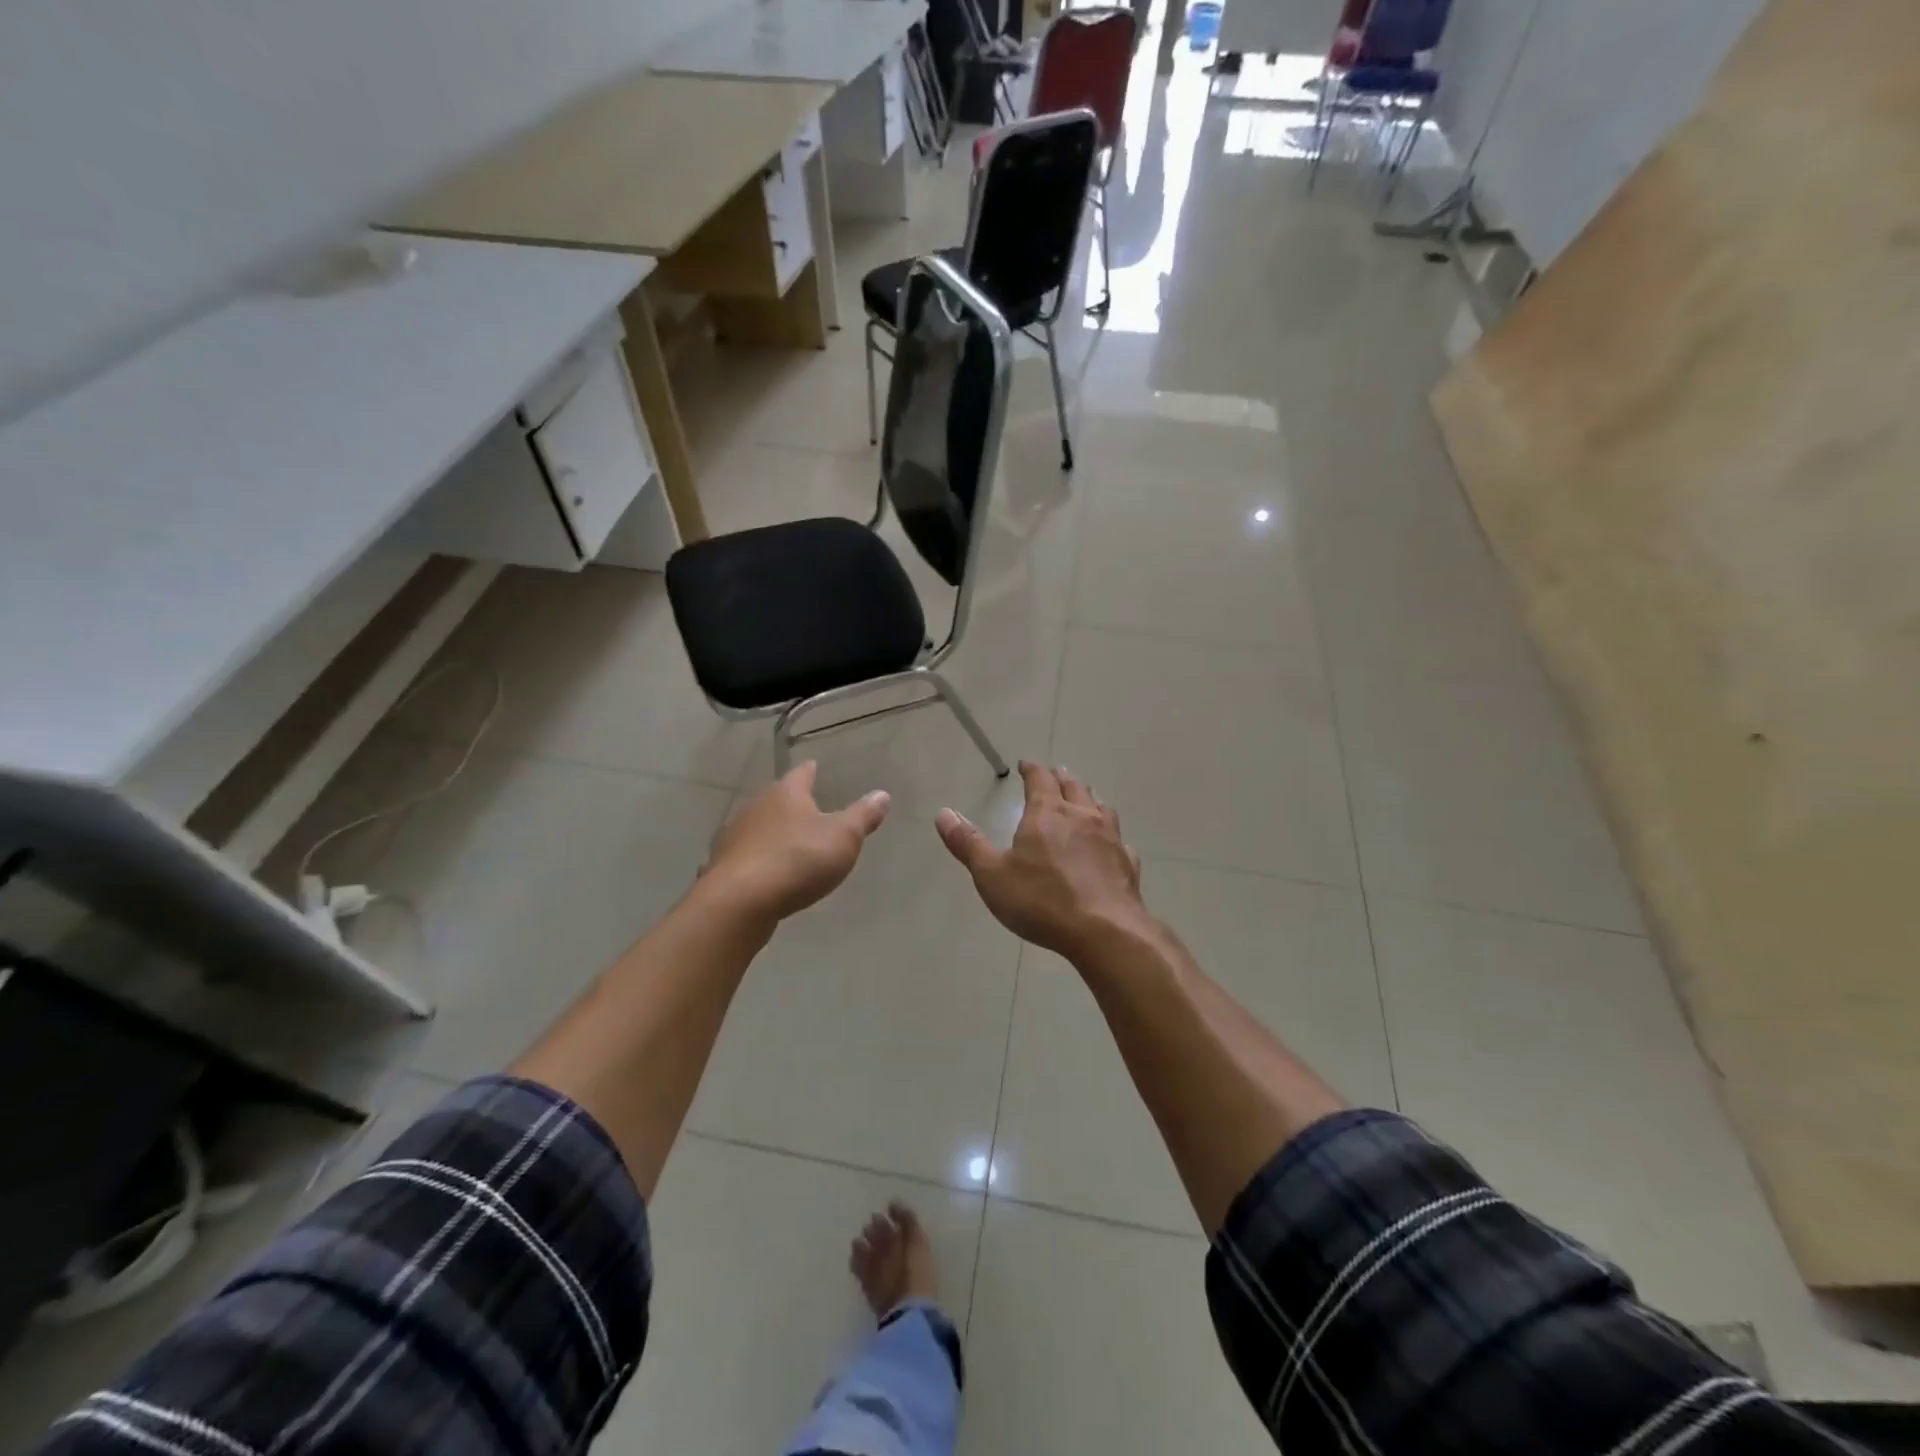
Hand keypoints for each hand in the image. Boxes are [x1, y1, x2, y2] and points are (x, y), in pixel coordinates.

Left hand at [704, 763, 890, 922]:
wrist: (739, 901)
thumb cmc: (798, 860)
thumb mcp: (843, 838)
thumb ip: (863, 816)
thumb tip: (882, 794)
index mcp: (786, 794)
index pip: (801, 774)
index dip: (811, 772)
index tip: (815, 767)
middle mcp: (756, 807)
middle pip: (776, 798)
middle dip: (791, 803)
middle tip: (807, 809)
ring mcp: (734, 836)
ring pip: (757, 826)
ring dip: (771, 832)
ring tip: (787, 842)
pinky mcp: (722, 866)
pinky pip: (744, 856)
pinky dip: (754, 859)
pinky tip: (761, 871)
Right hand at [935, 762, 1148, 963]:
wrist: (1105, 931)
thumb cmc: (1042, 900)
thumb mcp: (992, 874)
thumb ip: (968, 843)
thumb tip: (943, 813)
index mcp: (1047, 813)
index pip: (1040, 779)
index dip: (1031, 769)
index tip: (1025, 765)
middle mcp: (1082, 816)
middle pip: (1073, 786)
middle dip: (1060, 778)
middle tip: (1053, 775)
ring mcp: (1110, 838)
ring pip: (1101, 806)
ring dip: (1089, 798)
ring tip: (1083, 798)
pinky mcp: (1127, 863)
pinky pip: (1119, 839)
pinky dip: (1110, 835)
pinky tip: (1110, 845)